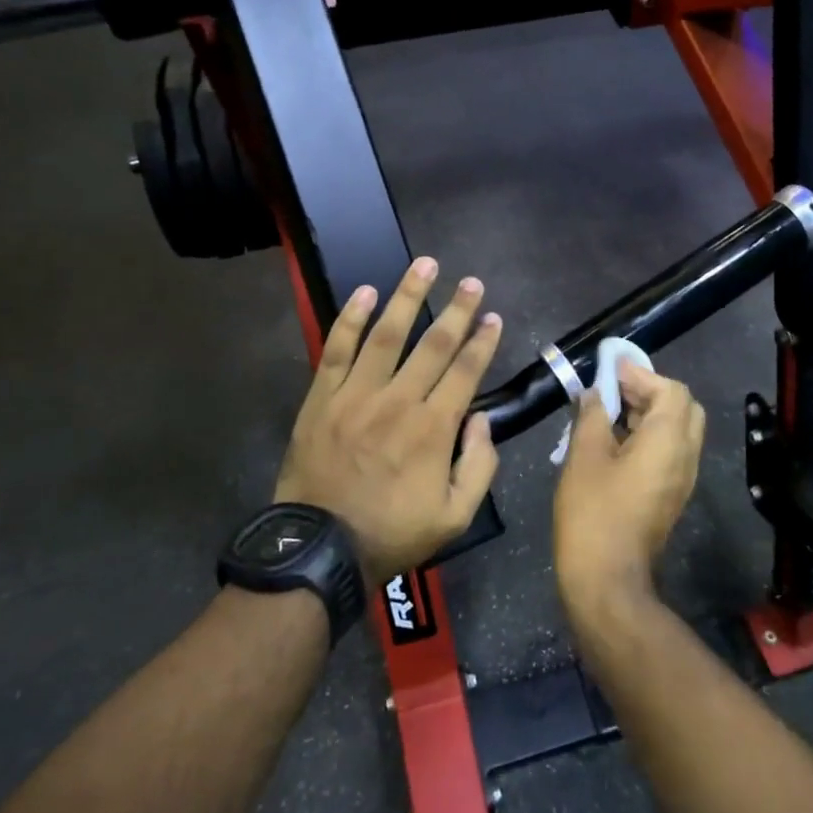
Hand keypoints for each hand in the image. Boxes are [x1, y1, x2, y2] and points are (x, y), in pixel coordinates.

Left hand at [274, 257, 502, 587]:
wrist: (320, 547)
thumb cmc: (392, 533)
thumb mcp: (455, 516)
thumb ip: (479, 466)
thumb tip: (482, 421)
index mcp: (434, 428)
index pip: (466, 372)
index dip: (483, 341)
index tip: (493, 316)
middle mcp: (399, 401)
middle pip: (434, 345)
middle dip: (457, 310)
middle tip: (471, 281)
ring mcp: (357, 395)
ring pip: (388, 335)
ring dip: (409, 297)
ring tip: (425, 265)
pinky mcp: (323, 397)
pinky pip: (337, 349)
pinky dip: (351, 319)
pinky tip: (365, 292)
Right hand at [553, 363, 705, 612]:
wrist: (606, 580)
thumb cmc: (592, 514)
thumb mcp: (584, 457)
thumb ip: (591, 417)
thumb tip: (593, 395)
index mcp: (669, 442)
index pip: (671, 390)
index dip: (642, 374)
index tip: (610, 368)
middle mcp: (685, 457)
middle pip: (682, 407)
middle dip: (650, 391)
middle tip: (613, 389)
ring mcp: (681, 480)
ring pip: (677, 430)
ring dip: (648, 412)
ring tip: (607, 410)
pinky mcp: (670, 496)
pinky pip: (669, 452)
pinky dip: (648, 435)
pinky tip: (614, 440)